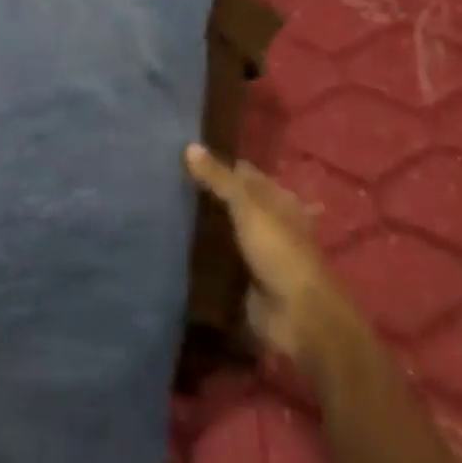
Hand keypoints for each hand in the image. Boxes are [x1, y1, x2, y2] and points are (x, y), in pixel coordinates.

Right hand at [185, 144, 359, 374]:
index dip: (220, 162)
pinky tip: (176, 244)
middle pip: (235, 201)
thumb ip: (220, 179)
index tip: (184, 155)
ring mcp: (258, 252)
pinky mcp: (245, 278)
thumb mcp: (248, 207)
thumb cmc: (280, 252)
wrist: (298, 316)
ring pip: (225, 229)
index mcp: (278, 200)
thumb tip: (189, 146)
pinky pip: (219, 259)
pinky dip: (202, 252)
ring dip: (203, 224)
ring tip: (163, 207)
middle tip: (166, 181)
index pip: (245, 173)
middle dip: (208, 194)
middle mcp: (270, 222)